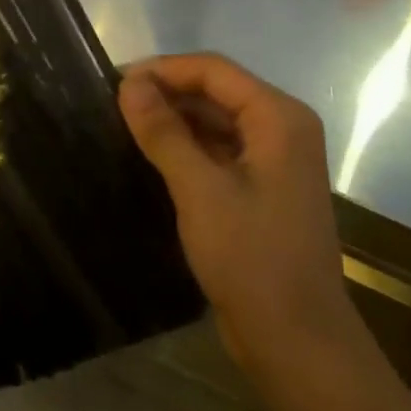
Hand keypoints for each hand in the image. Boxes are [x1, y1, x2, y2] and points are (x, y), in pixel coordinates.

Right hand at [118, 54, 357, 381]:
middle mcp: (282, 129)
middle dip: (166, 93)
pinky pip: (219, 151)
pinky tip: (152, 156)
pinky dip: (187, 148)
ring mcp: (273, 161)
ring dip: (174, 121)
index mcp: (279, 118)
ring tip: (124, 126)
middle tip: (112, 105)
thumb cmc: (252, 258)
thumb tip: (130, 83)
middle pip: (216, 91)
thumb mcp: (200, 189)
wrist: (297, 341)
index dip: (163, 70)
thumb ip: (164, 132)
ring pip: (216, 122)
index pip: (213, 70)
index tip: (114, 82)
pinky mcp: (261, 189)